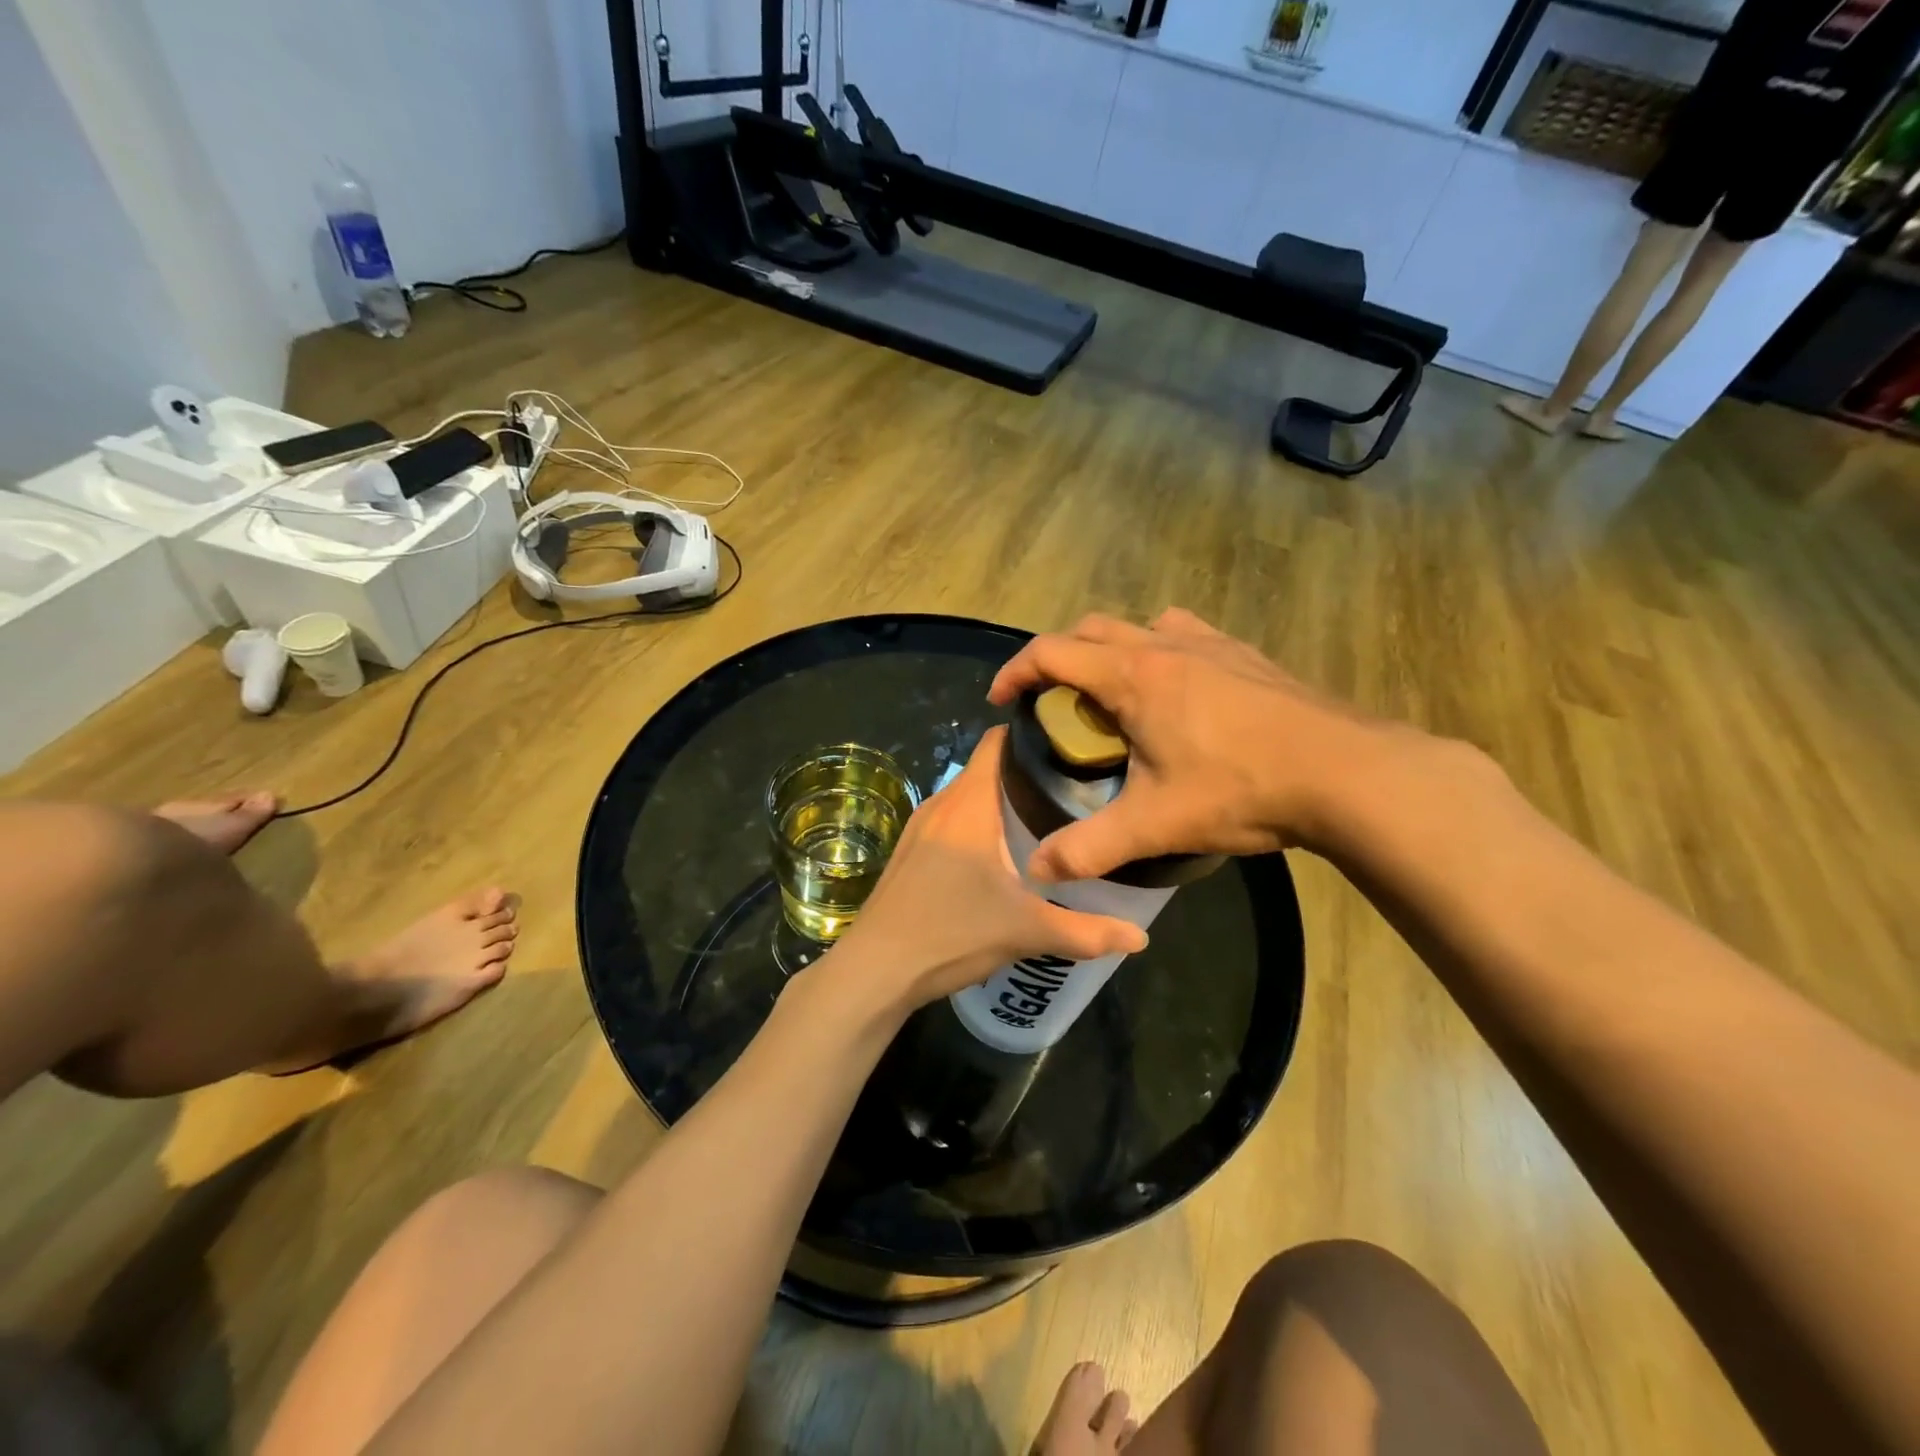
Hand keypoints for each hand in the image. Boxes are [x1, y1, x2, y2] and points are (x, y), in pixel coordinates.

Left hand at [823, 728, 1146, 1015]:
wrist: (876, 970)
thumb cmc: (950, 933)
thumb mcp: (1025, 931)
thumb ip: (1086, 932)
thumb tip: (1141, 939)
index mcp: (968, 804)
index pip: (998, 741)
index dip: (1034, 736)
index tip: (1073, 747)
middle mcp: (940, 804)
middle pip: (988, 769)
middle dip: (1029, 774)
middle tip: (1075, 791)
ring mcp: (920, 827)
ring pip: (969, 797)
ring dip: (1003, 802)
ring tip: (1046, 820)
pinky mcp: (910, 852)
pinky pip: (953, 820)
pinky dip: (981, 823)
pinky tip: (1002, 856)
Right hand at [988, 609, 1407, 879]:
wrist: (1346, 772)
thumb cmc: (1241, 789)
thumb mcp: (1156, 824)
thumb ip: (1090, 848)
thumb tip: (1037, 872)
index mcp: (1132, 675)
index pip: (1051, 652)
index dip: (1015, 672)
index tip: (1002, 701)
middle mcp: (1164, 645)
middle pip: (1089, 630)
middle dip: (1059, 660)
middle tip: (1054, 705)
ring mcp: (1210, 643)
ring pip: (1139, 626)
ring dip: (1111, 650)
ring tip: (1113, 695)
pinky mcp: (1245, 654)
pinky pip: (1184, 634)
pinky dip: (1160, 650)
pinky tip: (1178, 690)